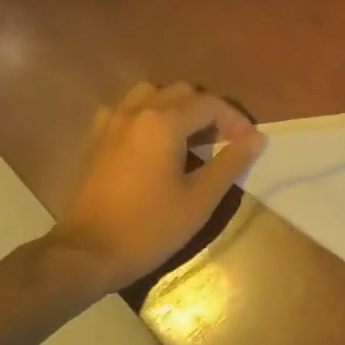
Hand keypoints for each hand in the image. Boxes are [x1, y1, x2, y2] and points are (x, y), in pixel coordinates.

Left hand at [48, 82, 263, 292]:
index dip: (235, 120)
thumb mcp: (200, 200)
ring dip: (175, 107)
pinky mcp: (95, 138)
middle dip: (207, 110)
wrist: (88, 253)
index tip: (248, 144)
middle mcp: (136, 111)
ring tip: (187, 137)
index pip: (210, 104)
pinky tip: (151, 141)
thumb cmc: (150, 228)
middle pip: (181, 92)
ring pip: (150, 93)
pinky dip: (145, 114)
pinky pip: (125, 109)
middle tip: (222, 141)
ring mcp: (111, 122)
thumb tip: (256, 138)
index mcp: (164, 123)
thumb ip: (230, 163)